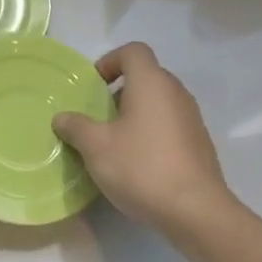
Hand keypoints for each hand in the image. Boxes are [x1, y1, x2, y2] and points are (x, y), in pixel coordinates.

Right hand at [52, 43, 236, 234]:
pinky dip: (151, 132)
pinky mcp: (199, 144)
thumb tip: (62, 117)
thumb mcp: (96, 147)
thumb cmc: (141, 167)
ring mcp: (192, 119)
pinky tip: (137, 162)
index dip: (109, 61)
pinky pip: (169, 125)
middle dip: (119, 92)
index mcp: (152, 83)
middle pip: (146, 76)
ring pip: (158, 103)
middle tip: (98, 117)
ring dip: (134, 114)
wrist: (195, 210)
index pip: (133, 51)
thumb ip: (75, 127)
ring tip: (114, 142)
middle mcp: (176, 93)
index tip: (93, 87)